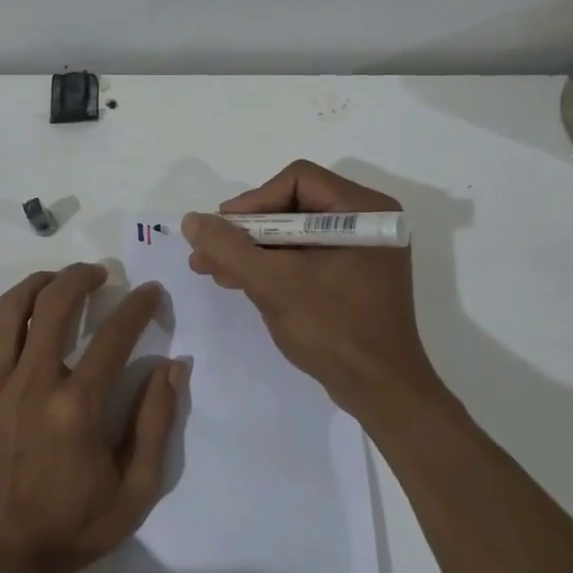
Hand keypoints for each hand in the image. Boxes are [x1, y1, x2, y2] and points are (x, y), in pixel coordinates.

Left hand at [0, 263, 181, 572]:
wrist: (1, 566)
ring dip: (34, 286)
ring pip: (7, 314)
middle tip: (97, 273)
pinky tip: (3, 315)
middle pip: (54, 306)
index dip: (138, 305)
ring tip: (53, 282)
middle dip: (80, 277)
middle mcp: (32, 387)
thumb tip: (174, 367)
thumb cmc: (73, 530)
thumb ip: (156, 424)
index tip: (150, 291)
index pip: (114, 336)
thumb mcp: (136, 491)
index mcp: (77, 408)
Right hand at [181, 160, 450, 422]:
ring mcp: (359, 251)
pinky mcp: (350, 277)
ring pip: (292, 234)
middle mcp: (366, 222)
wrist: (380, 392)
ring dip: (251, 250)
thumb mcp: (273, 283)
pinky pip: (303, 257)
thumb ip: (229, 248)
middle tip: (208, 250)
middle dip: (245, 231)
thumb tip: (192, 220)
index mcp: (364, 211)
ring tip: (211, 268)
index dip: (253, 201)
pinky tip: (237, 280)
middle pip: (292, 205)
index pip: (297, 180)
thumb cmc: (333, 330)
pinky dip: (270, 266)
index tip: (223, 231)